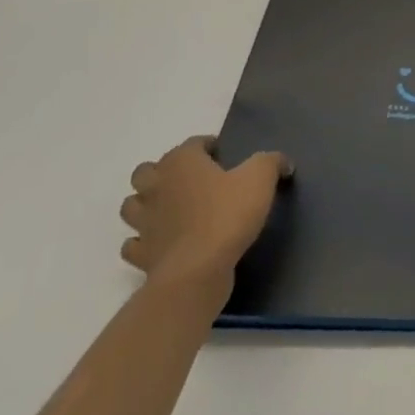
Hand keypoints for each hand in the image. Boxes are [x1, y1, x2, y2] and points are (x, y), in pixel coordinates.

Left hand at [119, 138, 290, 295]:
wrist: (197, 270)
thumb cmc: (227, 214)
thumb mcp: (260, 178)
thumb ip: (271, 162)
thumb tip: (282, 161)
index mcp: (182, 162)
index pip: (192, 144)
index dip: (207, 145)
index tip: (223, 154)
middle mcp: (156, 187)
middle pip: (147, 171)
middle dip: (164, 171)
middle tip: (190, 180)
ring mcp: (143, 222)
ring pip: (132, 205)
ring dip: (146, 204)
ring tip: (170, 208)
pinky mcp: (141, 254)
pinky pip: (134, 244)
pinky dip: (143, 241)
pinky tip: (162, 242)